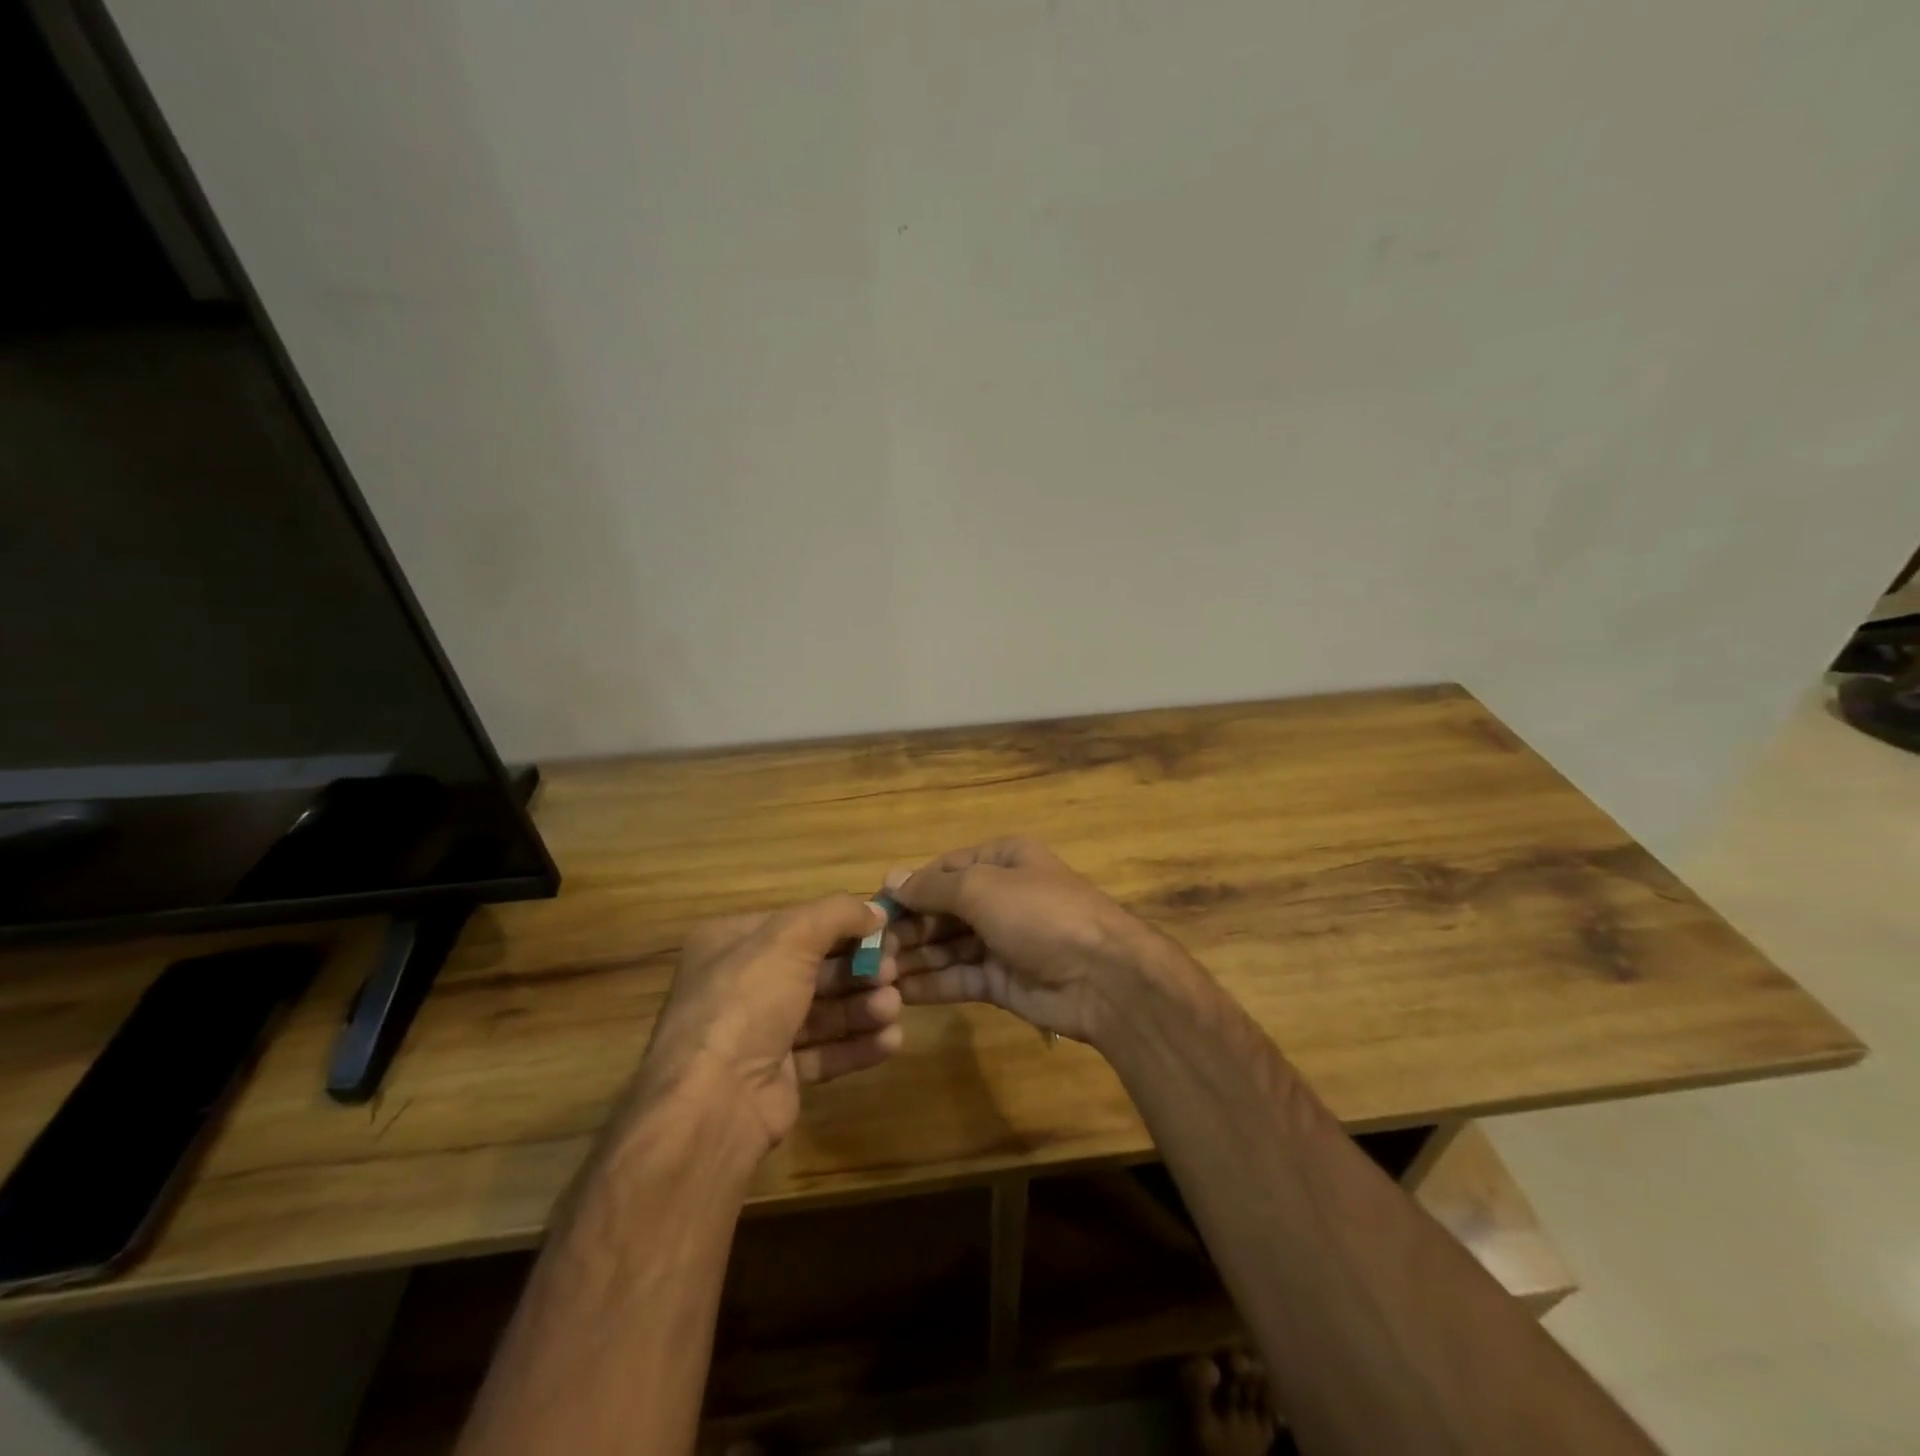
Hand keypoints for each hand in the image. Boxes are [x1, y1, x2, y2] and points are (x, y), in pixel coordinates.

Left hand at [633, 894, 900, 1157]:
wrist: (714, 1102)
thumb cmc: (747, 1002)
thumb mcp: (791, 937)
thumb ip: (838, 914)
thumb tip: (876, 910)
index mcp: (731, 943)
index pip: (798, 925)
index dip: (843, 926)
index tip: (884, 932)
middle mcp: (741, 985)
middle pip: (814, 968)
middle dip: (858, 970)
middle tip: (893, 974)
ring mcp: (757, 1032)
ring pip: (822, 1011)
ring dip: (862, 1007)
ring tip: (892, 1009)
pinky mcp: (777, 1074)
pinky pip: (824, 1051)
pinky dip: (856, 1044)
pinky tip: (889, 1042)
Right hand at [888, 838, 1166, 1047]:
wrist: (1102, 977)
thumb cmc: (1040, 914)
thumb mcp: (983, 888)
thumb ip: (934, 887)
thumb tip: (892, 879)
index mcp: (1002, 859)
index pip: (944, 869)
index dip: (909, 888)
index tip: (871, 909)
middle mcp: (1001, 895)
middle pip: (943, 909)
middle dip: (908, 927)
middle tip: (868, 950)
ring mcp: (1002, 939)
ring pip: (947, 945)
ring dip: (914, 956)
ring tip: (874, 973)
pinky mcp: (1002, 980)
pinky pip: (959, 977)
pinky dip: (931, 983)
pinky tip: (899, 991)